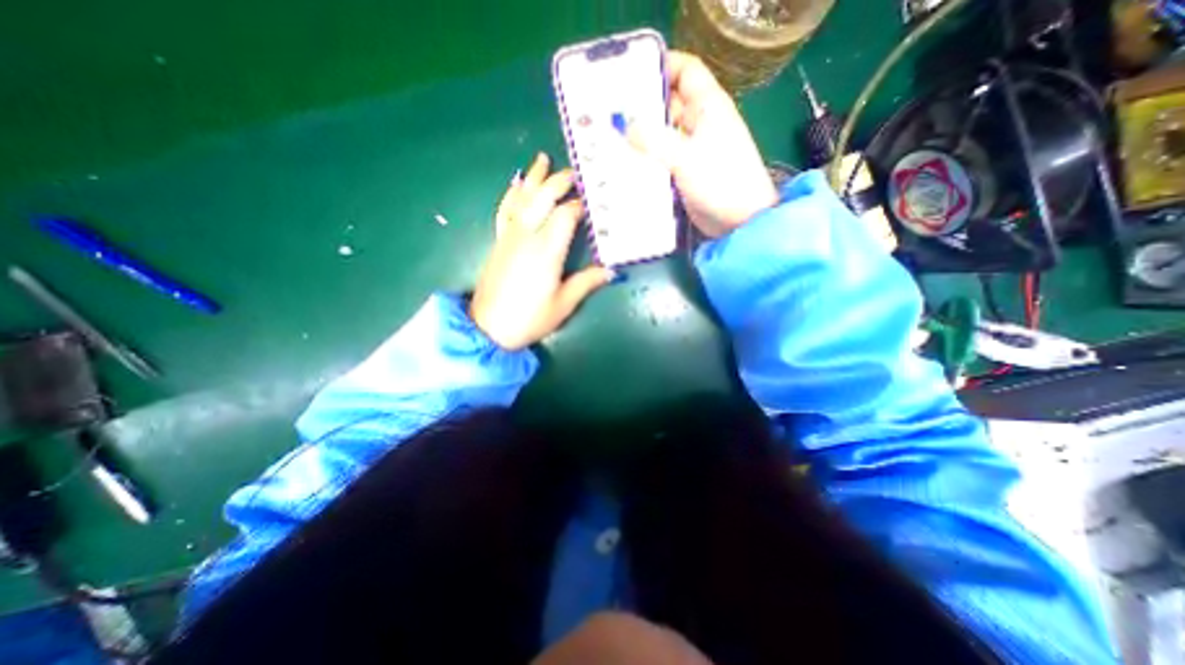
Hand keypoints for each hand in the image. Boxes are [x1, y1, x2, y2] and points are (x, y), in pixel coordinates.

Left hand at [468, 152, 615, 351]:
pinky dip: (512, 194)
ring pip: (522, 198)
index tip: (593, 200)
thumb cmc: (529, 318)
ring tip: (543, 159)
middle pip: (543, 198)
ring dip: (534, 178)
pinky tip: (517, 184)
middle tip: (574, 172)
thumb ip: (587, 282)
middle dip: (559, 182)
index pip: (565, 215)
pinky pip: (505, 210)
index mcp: (547, 251)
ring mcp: (509, 236)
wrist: (488, 328)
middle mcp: (527, 236)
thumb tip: (611, 271)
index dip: (580, 205)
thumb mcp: (564, 304)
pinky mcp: (499, 241)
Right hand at [625, 53, 784, 237]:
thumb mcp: (687, 158)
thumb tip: (626, 127)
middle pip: (669, 104)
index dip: (661, 66)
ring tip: (610, 137)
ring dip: (641, 136)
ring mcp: (692, 150)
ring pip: (663, 134)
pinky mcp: (685, 172)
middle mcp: (700, 123)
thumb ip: (655, 140)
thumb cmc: (721, 182)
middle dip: (642, 106)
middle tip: (609, 112)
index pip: (686, 71)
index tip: (629, 74)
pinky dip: (647, 159)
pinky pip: (662, 159)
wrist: (739, 221)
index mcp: (708, 107)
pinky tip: (626, 163)